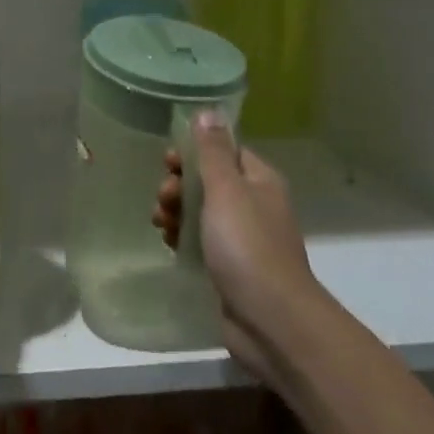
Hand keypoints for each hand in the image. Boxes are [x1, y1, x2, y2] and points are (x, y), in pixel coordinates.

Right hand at [154, 111, 316, 378]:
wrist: (271, 321)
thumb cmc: (247, 246)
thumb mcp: (226, 190)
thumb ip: (212, 151)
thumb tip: (208, 111)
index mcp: (260, 180)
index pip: (224, 151)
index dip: (194, 152)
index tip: (168, 162)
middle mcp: (255, 205)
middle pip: (209, 181)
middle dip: (180, 185)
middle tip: (163, 198)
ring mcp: (245, 239)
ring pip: (202, 212)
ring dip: (177, 212)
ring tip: (161, 224)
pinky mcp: (232, 268)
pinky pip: (203, 241)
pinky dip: (184, 238)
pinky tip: (169, 244)